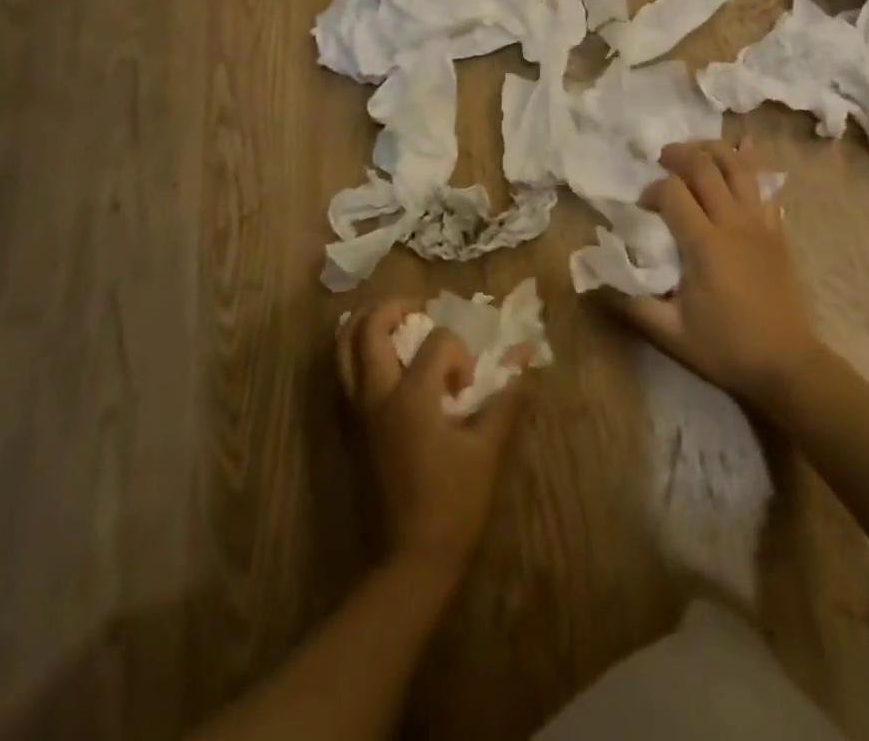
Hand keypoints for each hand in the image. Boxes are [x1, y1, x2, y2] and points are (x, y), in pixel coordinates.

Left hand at [335, 301, 524, 573]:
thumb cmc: (453, 504)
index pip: (436, 341)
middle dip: (394, 307)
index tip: (466, 386)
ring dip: (365, 324)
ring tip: (393, 323)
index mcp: (411, 397)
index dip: (458, 352)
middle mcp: (375, 395)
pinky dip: (354, 353)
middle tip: (418, 311)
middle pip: (370, 327)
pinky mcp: (349, 429)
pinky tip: (379, 359)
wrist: (409, 560)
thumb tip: (527, 365)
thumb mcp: (487, 451)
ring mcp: (356, 412)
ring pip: (343, 347)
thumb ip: (506, 401)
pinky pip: (341, 374)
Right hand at [614, 141, 825, 413]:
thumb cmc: (727, 349)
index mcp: (704, 244)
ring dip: (713, 149)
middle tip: (662, 160)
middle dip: (678, 155)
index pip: (672, 192)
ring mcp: (760, 223)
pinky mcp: (778, 231)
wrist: (788, 365)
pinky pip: (767, 185)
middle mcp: (733, 223)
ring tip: (694, 150)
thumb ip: (633, 304)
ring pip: (739, 166)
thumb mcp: (671, 334)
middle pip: (705, 166)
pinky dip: (752, 162)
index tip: (643, 207)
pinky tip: (743, 149)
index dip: (651, 190)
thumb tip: (600, 280)